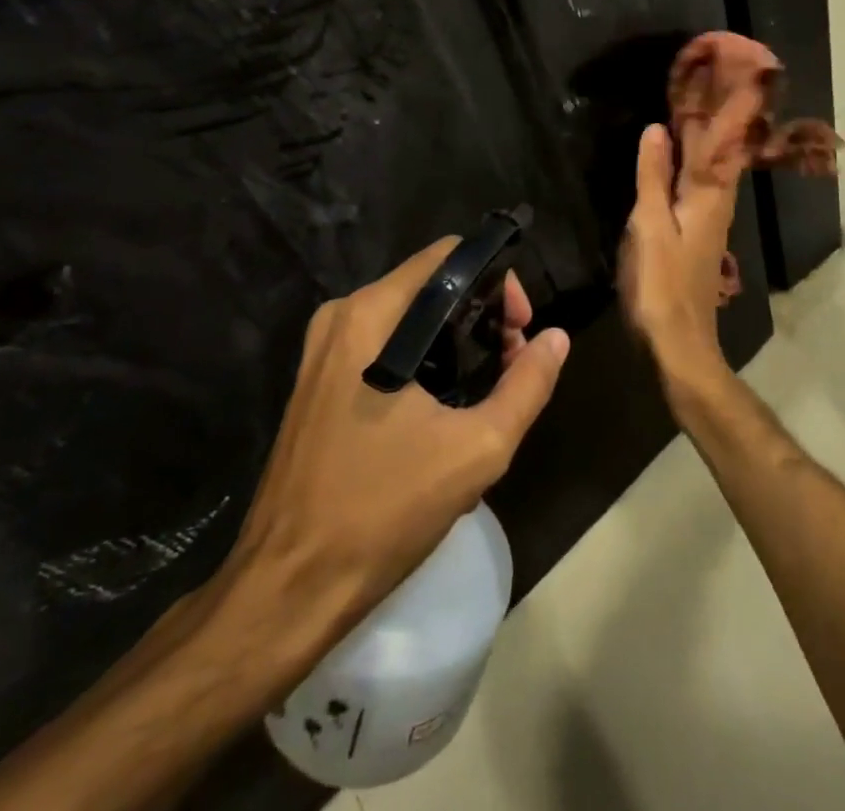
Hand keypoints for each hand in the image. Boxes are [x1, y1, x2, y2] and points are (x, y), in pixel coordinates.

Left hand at [208, 239, 569, 652]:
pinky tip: (445, 412)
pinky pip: (383, 348)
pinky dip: (423, 362)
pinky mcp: (316, 383)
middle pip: (429, 286)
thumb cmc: (383, 510)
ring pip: (408, 319)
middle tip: (511, 363)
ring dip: (455, 343)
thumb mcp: (477, 449)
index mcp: (371, 315)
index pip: (448, 256)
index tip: (520, 329)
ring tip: (487, 392)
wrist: (289, 589)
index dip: (496, 282)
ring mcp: (322, 351)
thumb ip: (526, 385)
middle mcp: (342, 317)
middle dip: (480, 316)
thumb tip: (556, 338)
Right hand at [618, 98, 758, 396]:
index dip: (717, 109)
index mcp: (707, 196)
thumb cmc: (661, 284)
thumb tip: (655, 130)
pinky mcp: (697, 238)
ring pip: (709, 170)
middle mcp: (715, 204)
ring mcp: (708, 222)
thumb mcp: (649, 226)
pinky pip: (697, 187)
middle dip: (715, 119)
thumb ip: (653, 177)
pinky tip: (679, 163)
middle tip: (708, 83)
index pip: (715, 141)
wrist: (678, 343)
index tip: (721, 76)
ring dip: (703, 140)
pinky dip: (691, 165)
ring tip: (692, 110)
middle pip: (717, 153)